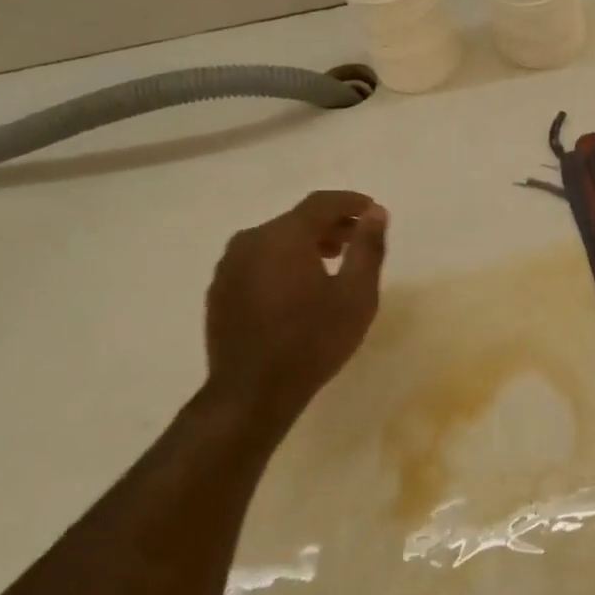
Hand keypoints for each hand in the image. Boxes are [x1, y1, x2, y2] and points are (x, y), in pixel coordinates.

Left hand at [202, 190, 387, 419]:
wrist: (253, 391)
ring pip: (274, 242)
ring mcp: (229, 266)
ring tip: (330, 265)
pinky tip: (297, 290)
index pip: (321, 203)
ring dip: (304, 245)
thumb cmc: (313, 341)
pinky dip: (281, 265)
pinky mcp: (220, 291)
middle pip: (296, 221)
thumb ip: (368, 248)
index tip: (372, 210)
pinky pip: (257, 264)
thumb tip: (375, 213)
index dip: (350, 202)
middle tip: (356, 241)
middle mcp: (251, 240)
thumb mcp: (357, 295)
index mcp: (284, 236)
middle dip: (330, 226)